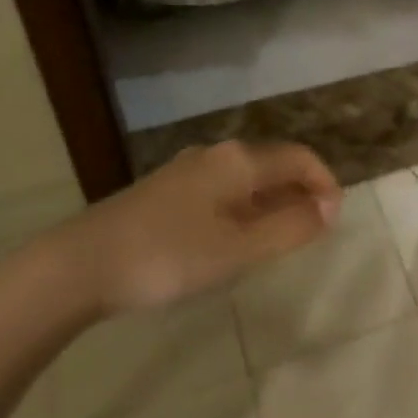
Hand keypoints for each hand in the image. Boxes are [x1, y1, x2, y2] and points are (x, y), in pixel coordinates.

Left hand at [66, 141, 340, 315]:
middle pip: (273, 163)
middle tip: (312, 232)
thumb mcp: (238, 249)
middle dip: (300, 192)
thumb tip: (330, 207)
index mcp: (239, 161)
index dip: (324, 182)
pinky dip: (244, 207)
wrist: (82, 263)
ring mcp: (188, 170)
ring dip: (272, 201)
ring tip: (278, 239)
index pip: (299, 158)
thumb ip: (289, 228)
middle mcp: (216, 154)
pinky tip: (232, 239)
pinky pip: (223, 189)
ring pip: (246, 177)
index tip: (335, 219)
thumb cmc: (169, 256)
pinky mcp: (167, 190)